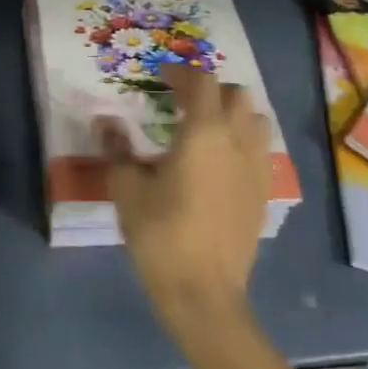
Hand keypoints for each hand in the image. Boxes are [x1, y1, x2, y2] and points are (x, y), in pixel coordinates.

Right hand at [99, 63, 272, 334]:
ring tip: (206, 126)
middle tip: (182, 100)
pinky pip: (260, 149)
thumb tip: (104, 121)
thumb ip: (117, 149)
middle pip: (235, 93)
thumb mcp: (127, 190)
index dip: (181, 73)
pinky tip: (220, 161)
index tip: (160, 78)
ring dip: (233, 112)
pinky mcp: (263, 192)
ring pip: (255, 119)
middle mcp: (237, 140)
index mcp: (204, 132)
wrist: (204, 295)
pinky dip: (243, 140)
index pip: (201, 81)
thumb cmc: (161, 236)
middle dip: (209, 89)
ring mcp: (256, 167)